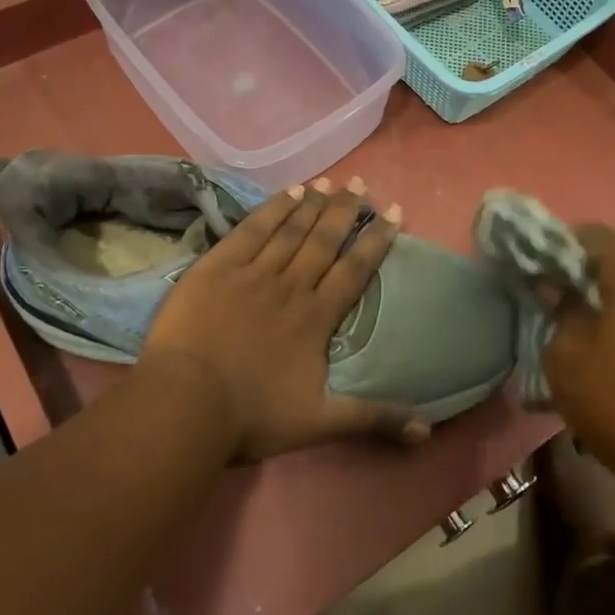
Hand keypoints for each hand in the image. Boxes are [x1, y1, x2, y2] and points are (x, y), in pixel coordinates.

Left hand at [141, 177, 424, 461]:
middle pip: (324, 240)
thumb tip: (428, 432)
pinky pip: (251, 230)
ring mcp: (253, 273)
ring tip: (330, 182)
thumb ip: (374, 420)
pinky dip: (272, 209)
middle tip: (361, 184)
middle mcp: (291, 286)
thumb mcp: (319, 424)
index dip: (376, 240)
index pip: (354, 270)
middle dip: (345, 211)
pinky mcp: (217, 267)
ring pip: (291, 230)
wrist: (186, 404)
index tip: (394, 212)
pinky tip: (288, 193)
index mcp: (316, 318)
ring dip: (313, 205)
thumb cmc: (252, 416)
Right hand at [543, 226, 614, 511]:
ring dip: (605, 298)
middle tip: (552, 299)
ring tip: (578, 329)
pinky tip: (611, 352)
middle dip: (580, 273)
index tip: (532, 270)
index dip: (554, 245)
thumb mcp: (567, 358)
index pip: (590, 233)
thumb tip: (556, 289)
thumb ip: (558, 312)